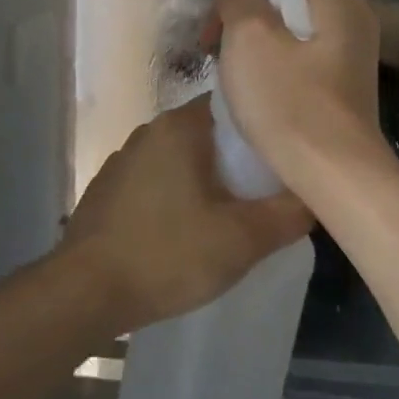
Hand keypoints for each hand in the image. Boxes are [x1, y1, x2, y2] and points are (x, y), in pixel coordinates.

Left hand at [60, 97, 312, 333]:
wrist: (84, 292)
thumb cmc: (167, 254)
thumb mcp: (241, 240)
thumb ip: (287, 215)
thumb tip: (314, 196)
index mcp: (179, 127)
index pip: (233, 106)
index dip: (263, 128)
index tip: (284, 155)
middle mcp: (149, 131)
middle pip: (209, 134)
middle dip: (238, 160)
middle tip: (267, 192)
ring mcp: (124, 160)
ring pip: (182, 158)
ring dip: (207, 179)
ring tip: (232, 213)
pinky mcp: (109, 189)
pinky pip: (157, 180)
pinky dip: (178, 195)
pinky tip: (187, 230)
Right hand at [211, 0, 388, 196]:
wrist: (334, 173)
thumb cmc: (288, 100)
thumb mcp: (249, 38)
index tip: (214, 21)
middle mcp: (353, 12)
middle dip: (245, 15)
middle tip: (214, 47)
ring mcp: (353, 48)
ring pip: (292, 27)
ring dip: (257, 41)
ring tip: (231, 71)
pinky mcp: (346, 78)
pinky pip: (303, 53)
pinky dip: (276, 61)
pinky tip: (258, 87)